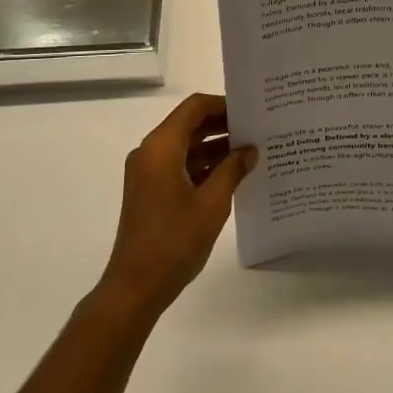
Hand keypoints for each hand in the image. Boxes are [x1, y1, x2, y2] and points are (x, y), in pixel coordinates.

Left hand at [97, 93, 257, 319]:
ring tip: (251, 152)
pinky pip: (179, 165)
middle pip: (189, 124)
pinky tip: (231, 175)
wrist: (135, 287)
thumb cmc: (174, 241)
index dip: (223, 105)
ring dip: (215, 147)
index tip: (251, 112)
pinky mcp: (150, 191)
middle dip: (222, 125)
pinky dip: (203, 165)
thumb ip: (232, 170)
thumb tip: (250, 150)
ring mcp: (147, 173)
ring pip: (185, 146)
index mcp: (160, 147)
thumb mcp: (212, 204)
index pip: (194, 108)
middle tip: (257, 130)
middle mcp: (150, 152)